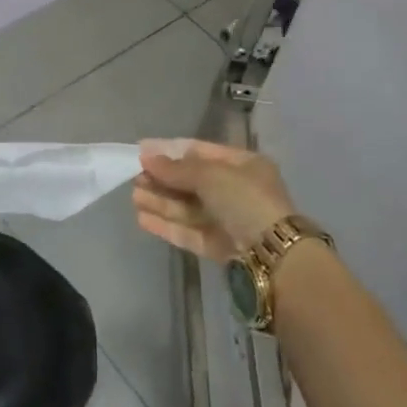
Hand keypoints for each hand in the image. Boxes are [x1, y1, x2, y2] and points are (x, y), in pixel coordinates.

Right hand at [133, 139, 295, 261]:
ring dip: (161, 201)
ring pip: (188, 207)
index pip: (200, 151)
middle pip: (192, 181)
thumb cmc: (245, 200)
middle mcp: (237, 190)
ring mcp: (229, 220)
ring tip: (133, 196)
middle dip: (163, 179)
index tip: (141, 150)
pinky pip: (189, 231)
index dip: (170, 150)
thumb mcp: (211, 175)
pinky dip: (167, 224)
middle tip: (134, 176)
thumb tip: (146, 157)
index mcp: (243, 165)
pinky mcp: (220, 247)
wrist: (273, 256)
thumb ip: (176, 168)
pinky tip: (143, 218)